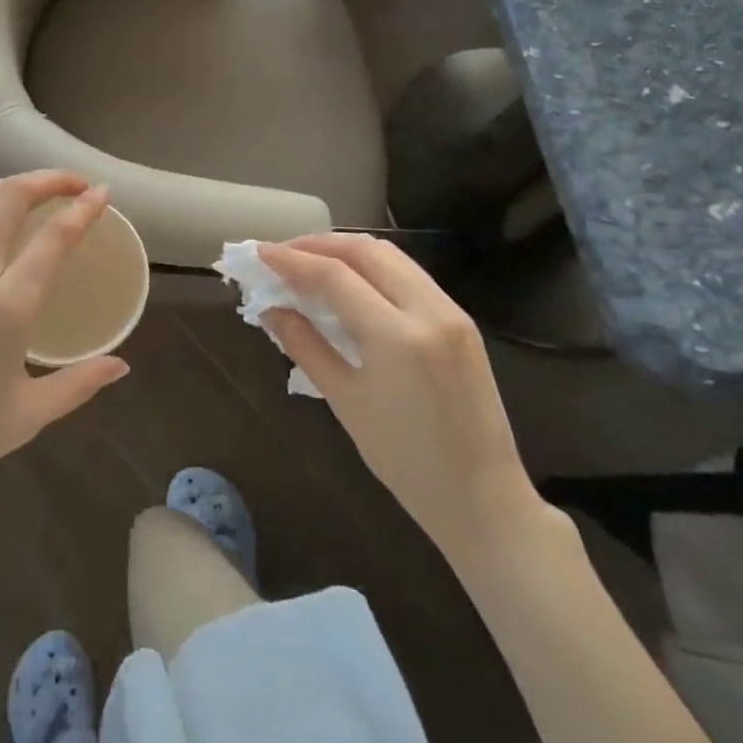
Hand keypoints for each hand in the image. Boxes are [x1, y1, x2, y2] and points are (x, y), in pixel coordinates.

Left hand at [0, 172, 130, 508]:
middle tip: (72, 185)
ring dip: (7, 186)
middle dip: (48, 179)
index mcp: (6, 306)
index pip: (54, 236)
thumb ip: (79, 383)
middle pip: (10, 195)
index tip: (102, 193)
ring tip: (28, 198)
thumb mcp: (25, 417)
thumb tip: (121, 365)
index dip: (83, 208)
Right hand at [256, 234, 547, 549]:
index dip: (292, 260)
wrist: (483, 497)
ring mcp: (451, 311)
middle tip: (283, 255)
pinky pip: (410, 274)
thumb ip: (305, 346)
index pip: (335, 276)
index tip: (260, 254)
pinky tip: (351, 281)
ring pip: (391, 256)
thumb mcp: (346, 402)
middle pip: (365, 251)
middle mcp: (429, 310)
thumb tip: (271, 309)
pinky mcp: (461, 320)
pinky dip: (373, 267)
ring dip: (347, 250)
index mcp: (398, 337)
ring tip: (310, 261)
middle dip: (319, 244)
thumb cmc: (405, 461)